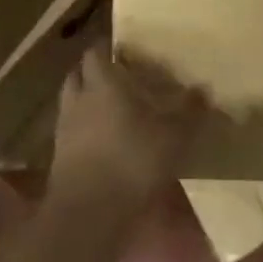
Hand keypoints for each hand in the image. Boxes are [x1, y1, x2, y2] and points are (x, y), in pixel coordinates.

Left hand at [49, 44, 208, 221]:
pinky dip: (83, 130)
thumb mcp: (174, 135)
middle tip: (117, 76)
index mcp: (103, 83)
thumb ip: (189, 110)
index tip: (124, 50)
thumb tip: (204, 89)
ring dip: (86, 100)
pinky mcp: (58, 158)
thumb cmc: (133, 160)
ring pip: (71, 102)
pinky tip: (102, 141)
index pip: (96, 51)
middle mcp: (79, 99)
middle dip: (93, 71)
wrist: (89, 213)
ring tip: (109, 108)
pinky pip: (70, 131)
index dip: (108, 48)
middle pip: (78, 73)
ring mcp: (64, 129)